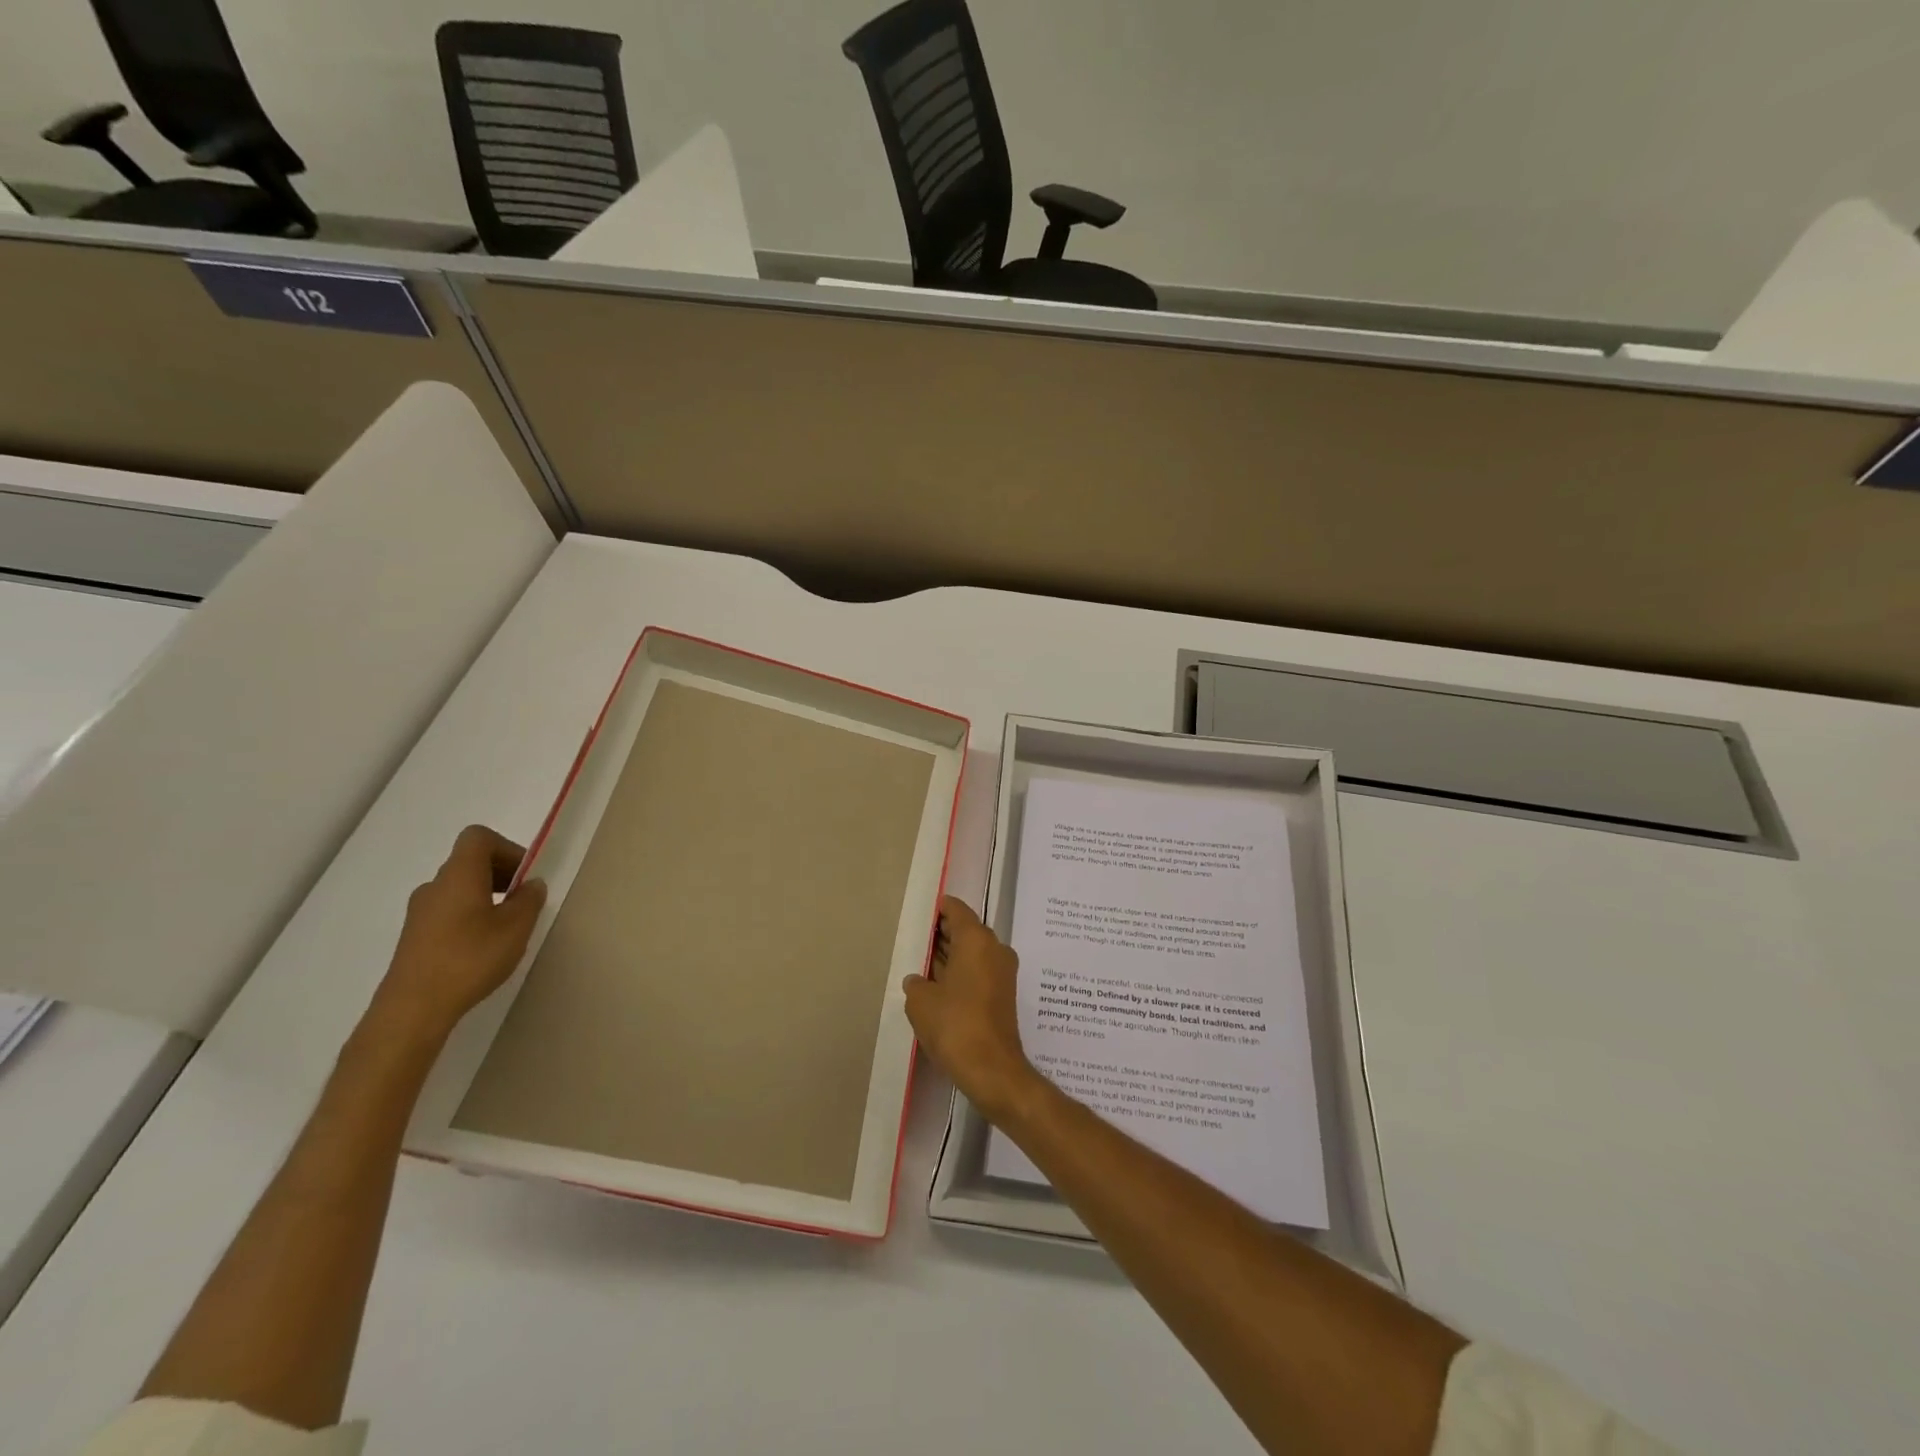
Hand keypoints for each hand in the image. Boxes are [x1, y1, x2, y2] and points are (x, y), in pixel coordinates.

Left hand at [368, 825, 547, 1044]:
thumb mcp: (516, 928)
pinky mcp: (414, 937)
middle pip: (469, 862)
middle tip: (524, 901)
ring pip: (459, 888)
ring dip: (486, 896)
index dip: (507, 848)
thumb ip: (529, 900)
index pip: (478, 838)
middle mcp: (435, 886)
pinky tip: (482, 947)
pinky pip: (447, 911)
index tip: (525, 875)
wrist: (412, 1009)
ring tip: (506, 927)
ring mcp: (419, 912)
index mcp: (459, 875)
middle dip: (502, 873)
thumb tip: (532, 884)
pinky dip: (469, 915)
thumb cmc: (470, 959)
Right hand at [903, 896, 1039, 1123]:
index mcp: (977, 940)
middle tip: (917, 939)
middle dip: (943, 934)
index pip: (956, 910)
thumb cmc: (954, 1025)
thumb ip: (916, 982)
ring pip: (973, 953)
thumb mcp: (921, 1001)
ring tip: (922, 963)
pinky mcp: (1003, 995)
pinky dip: (961, 973)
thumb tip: (919, 980)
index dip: (938, 909)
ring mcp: (1003, 972)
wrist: (992, 1070)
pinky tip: (938, 987)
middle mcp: (995, 949)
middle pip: (966, 930)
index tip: (921, 912)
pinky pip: (979, 971)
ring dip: (951, 955)